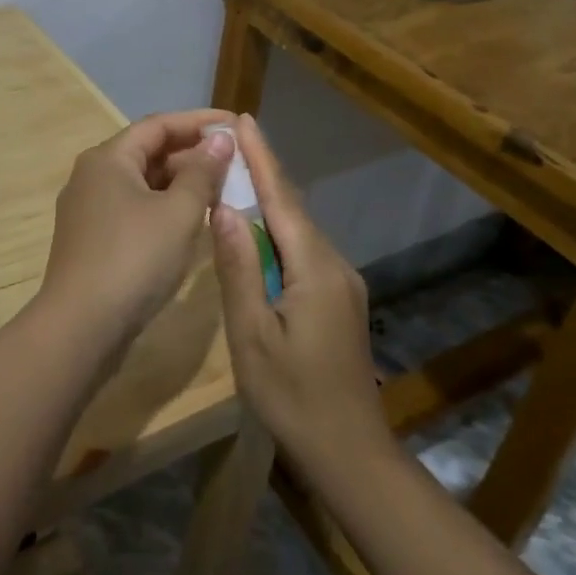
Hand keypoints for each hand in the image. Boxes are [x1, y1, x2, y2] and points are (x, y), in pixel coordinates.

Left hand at [39, 110, 235, 342]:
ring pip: (142, 183)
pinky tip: (191, 221)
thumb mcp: (178, 213)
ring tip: (221, 189)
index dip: (199, 121)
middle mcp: (92, 176)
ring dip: (180, 183)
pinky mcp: (93, 240)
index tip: (235, 123)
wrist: (80, 326)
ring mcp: (89, 209)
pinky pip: (134, 209)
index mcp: (108, 159)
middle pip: (148, 152)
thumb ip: (202, 172)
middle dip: (192, 154)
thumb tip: (220, 139)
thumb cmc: (134, 259)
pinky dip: (164, 207)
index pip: (158, 125)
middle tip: (234, 161)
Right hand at [208, 115, 387, 467]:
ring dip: (270, 201)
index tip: (243, 120)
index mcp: (314, 269)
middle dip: (264, 172)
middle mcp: (335, 266)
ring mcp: (342, 285)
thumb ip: (238, 269)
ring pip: (300, 230)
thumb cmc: (293, 397)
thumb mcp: (251, 335)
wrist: (351, 454)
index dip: (262, 158)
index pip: (282, 199)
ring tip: (236, 176)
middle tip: (231, 142)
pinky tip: (257, 232)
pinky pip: (304, 252)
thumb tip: (224, 208)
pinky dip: (278, 232)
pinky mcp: (339, 302)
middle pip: (293, 208)